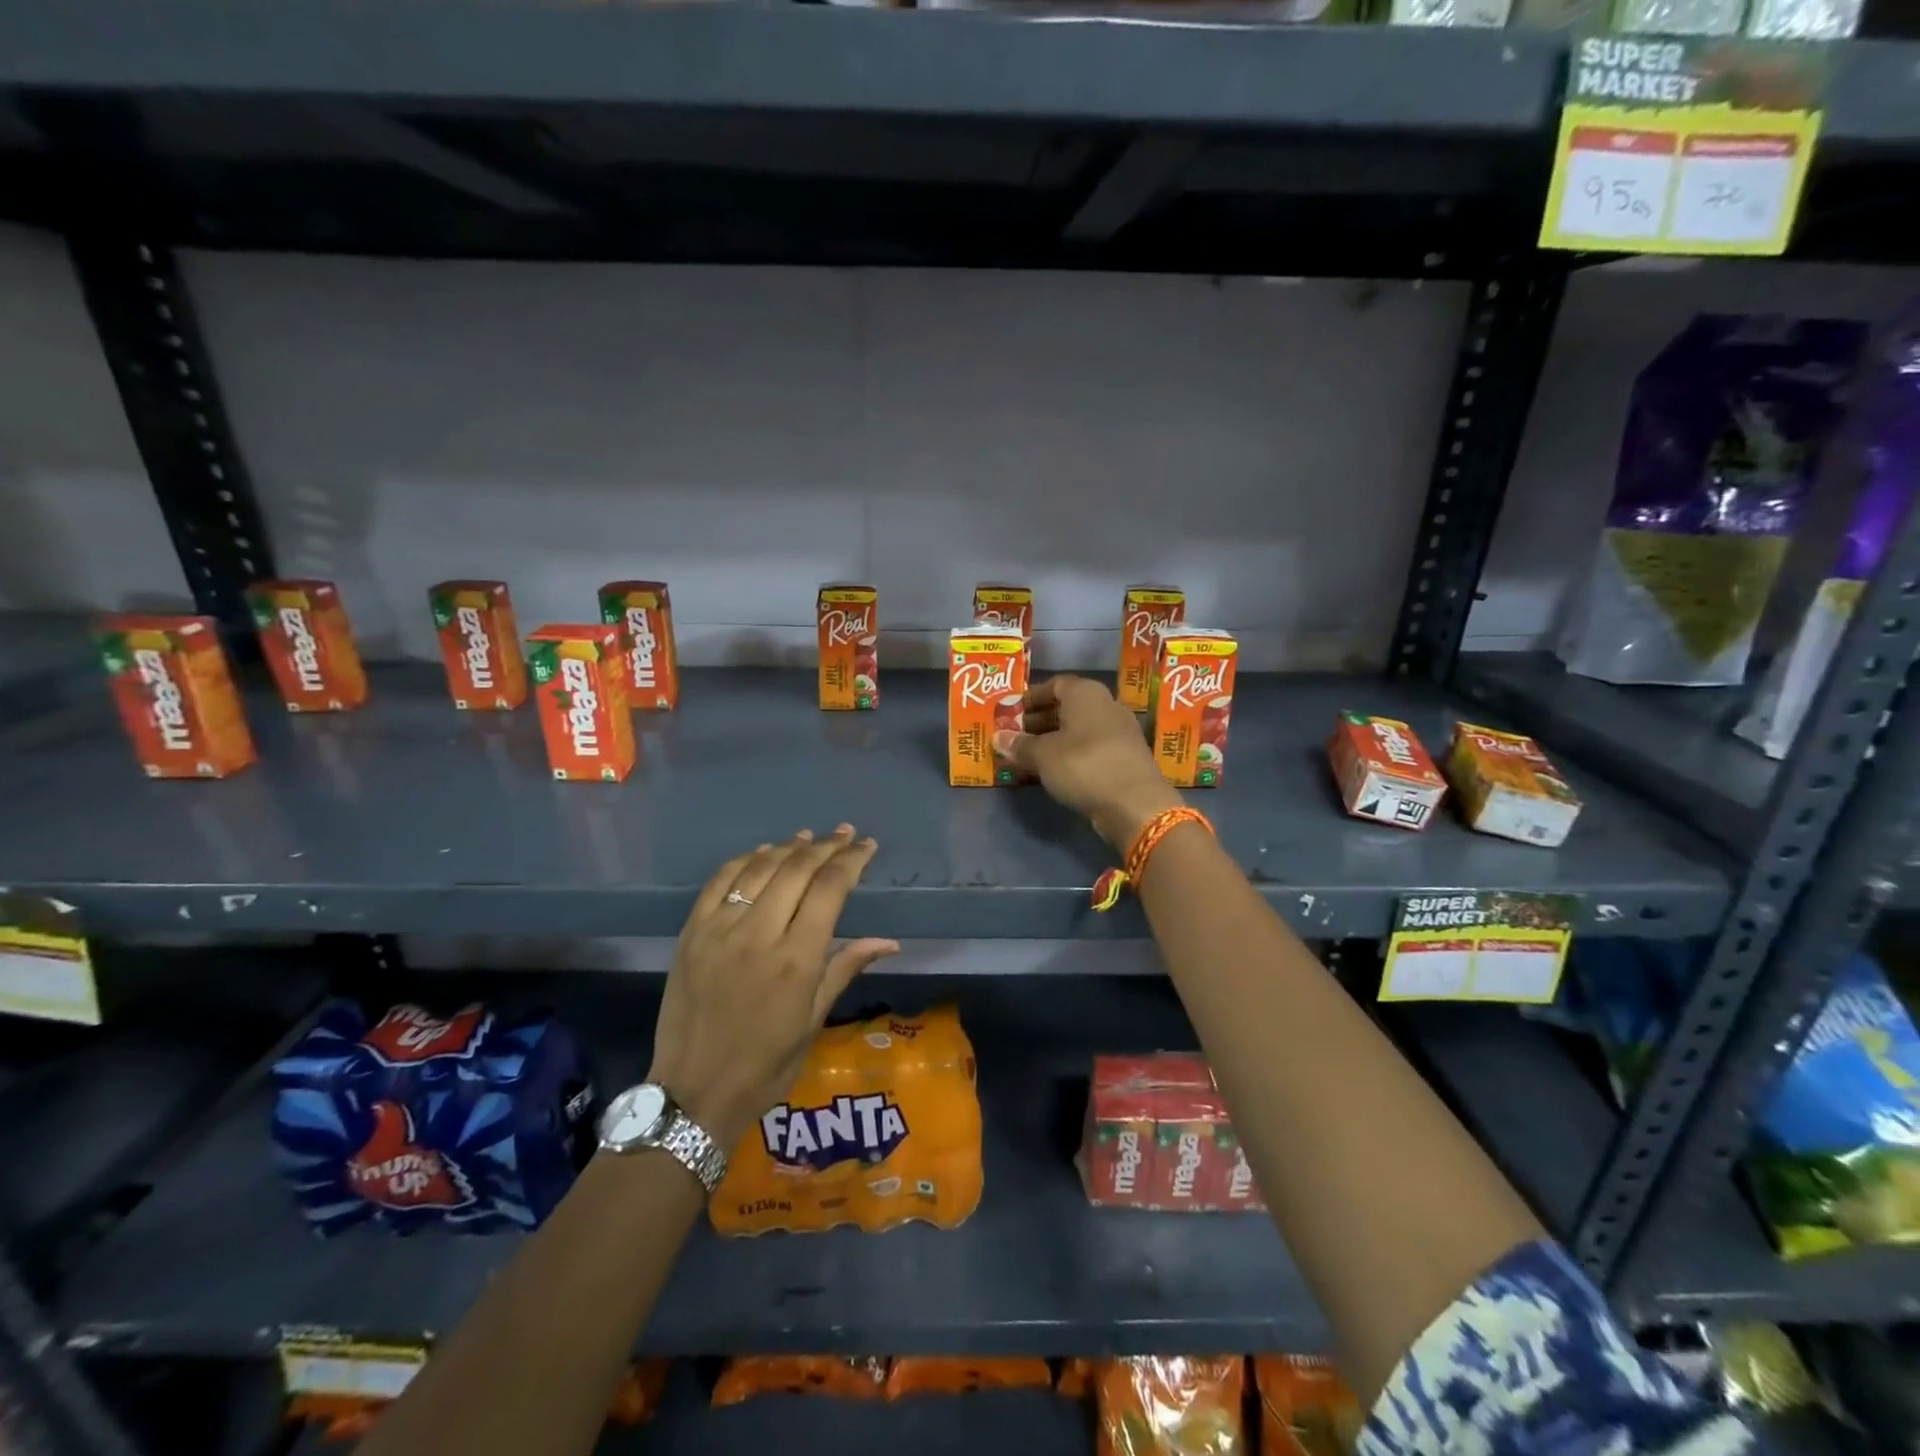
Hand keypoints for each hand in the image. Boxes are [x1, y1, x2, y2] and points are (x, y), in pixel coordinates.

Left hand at [648, 826, 898, 1148]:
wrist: (694, 1092)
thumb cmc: (766, 1065)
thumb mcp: (813, 1020)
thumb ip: (846, 968)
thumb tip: (889, 942)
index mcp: (796, 959)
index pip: (830, 889)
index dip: (852, 860)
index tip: (867, 846)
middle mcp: (758, 933)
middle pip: (797, 869)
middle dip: (825, 846)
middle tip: (844, 833)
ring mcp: (719, 929)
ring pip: (759, 868)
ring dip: (788, 847)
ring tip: (808, 837)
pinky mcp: (691, 932)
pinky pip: (720, 881)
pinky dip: (744, 861)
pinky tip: (762, 854)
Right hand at [993, 675, 1182, 848]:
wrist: (1134, 803)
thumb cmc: (1083, 765)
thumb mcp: (1043, 755)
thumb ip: (1019, 745)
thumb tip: (998, 737)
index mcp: (1085, 693)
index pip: (1054, 684)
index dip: (1031, 698)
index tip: (1012, 713)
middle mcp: (1106, 705)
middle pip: (1067, 707)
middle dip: (1039, 721)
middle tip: (1016, 737)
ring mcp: (1119, 731)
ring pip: (1079, 730)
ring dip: (1054, 741)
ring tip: (1029, 757)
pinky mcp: (1125, 756)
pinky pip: (1091, 748)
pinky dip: (1071, 755)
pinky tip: (1054, 772)